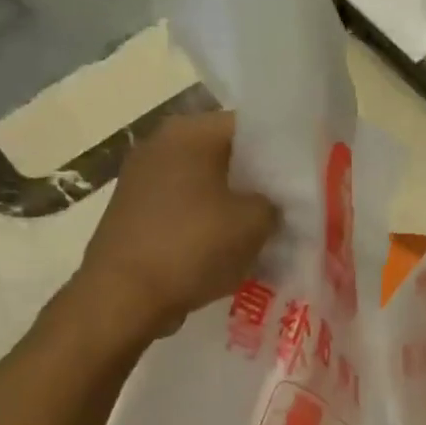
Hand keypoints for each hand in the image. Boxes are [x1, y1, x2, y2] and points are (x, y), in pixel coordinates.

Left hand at [74, 111, 277, 337]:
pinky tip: (228, 251)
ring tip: (262, 235)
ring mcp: (142, 179)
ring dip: (232, 208)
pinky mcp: (134, 212)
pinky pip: (185, 210)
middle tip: (288, 210)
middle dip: (257, 183)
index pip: (250, 128)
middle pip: (225, 156)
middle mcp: (161, 144)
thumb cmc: (193, 247)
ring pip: (205, 186)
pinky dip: (207, 225)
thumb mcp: (254, 225)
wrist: (124, 296)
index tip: (302, 180)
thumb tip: (272, 205)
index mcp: (190, 132)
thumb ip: (275, 205)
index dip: (281, 153)